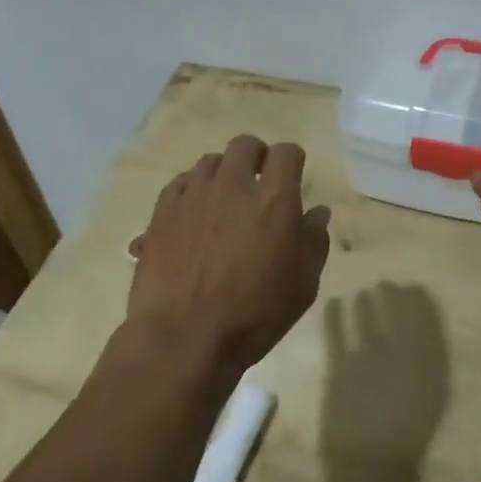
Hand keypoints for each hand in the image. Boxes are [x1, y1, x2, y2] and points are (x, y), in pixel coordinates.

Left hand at [127, 134, 331, 377]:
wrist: (184, 336)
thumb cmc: (254, 314)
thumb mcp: (303, 284)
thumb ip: (314, 240)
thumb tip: (317, 212)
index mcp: (274, 198)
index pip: (287, 152)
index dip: (292, 161)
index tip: (292, 177)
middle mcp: (234, 184)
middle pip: (245, 145)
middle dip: (256, 157)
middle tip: (258, 183)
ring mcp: (194, 194)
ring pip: (211, 161)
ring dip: (223, 173)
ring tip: (224, 200)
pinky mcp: (163, 210)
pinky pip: (181, 182)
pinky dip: (192, 189)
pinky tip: (194, 213)